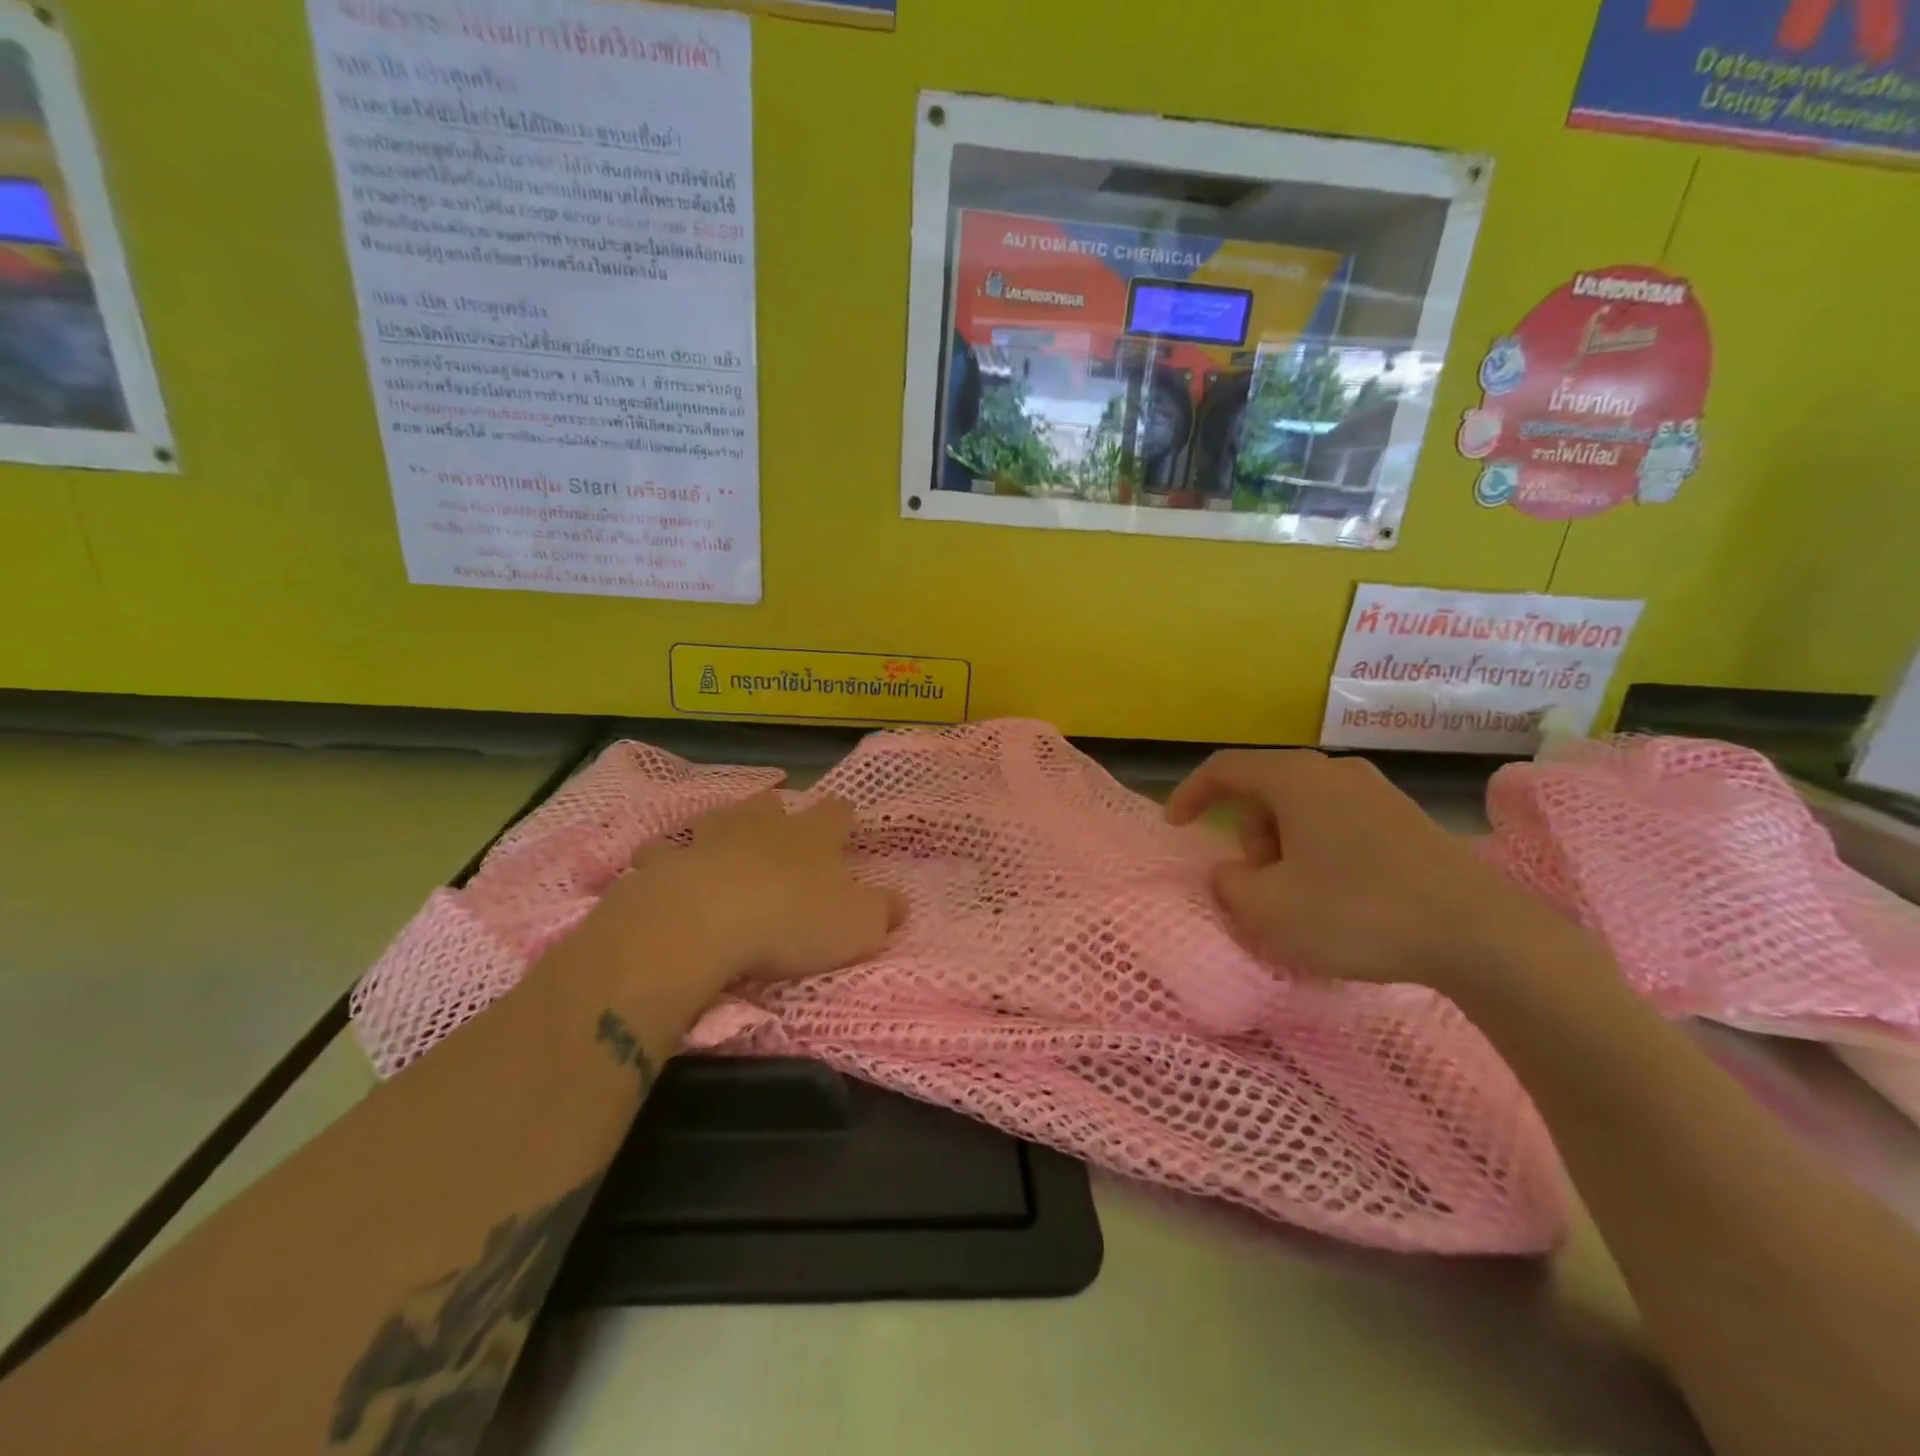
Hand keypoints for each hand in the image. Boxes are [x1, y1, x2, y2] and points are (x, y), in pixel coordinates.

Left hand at [568, 792, 905, 1017]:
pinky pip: (664, 851)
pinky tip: (663, 868)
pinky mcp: (667, 861)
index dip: (843, 816)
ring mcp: (711, 838)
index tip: (847, 821)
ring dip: (723, 827)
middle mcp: (763, 826)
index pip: (836, 813)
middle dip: (777, 813)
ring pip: (719, 819)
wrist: (706, 921)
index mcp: (813, 836)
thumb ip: (882, 912)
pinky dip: (666, 857)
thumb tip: (901, 902)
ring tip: (723, 843)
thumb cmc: (792, 921)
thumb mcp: (857, 926)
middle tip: (779, 829)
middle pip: (773, 805)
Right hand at [1166, 750, 1590, 999]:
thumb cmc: (1359, 913)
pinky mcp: (1406, 819)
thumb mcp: (1269, 910)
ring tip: (1300, 895)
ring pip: (1302, 807)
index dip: (1190, 793)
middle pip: (1265, 789)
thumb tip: (1230, 872)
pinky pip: (1338, 822)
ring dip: (1283, 844)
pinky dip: (1318, 850)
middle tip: (1257, 882)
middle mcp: (1334, 771)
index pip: (1224, 768)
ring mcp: (1376, 791)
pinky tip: (1339, 894)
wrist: (1482, 934)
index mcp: (1295, 779)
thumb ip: (1228, 885)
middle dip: (1247, 833)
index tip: (1176, 825)